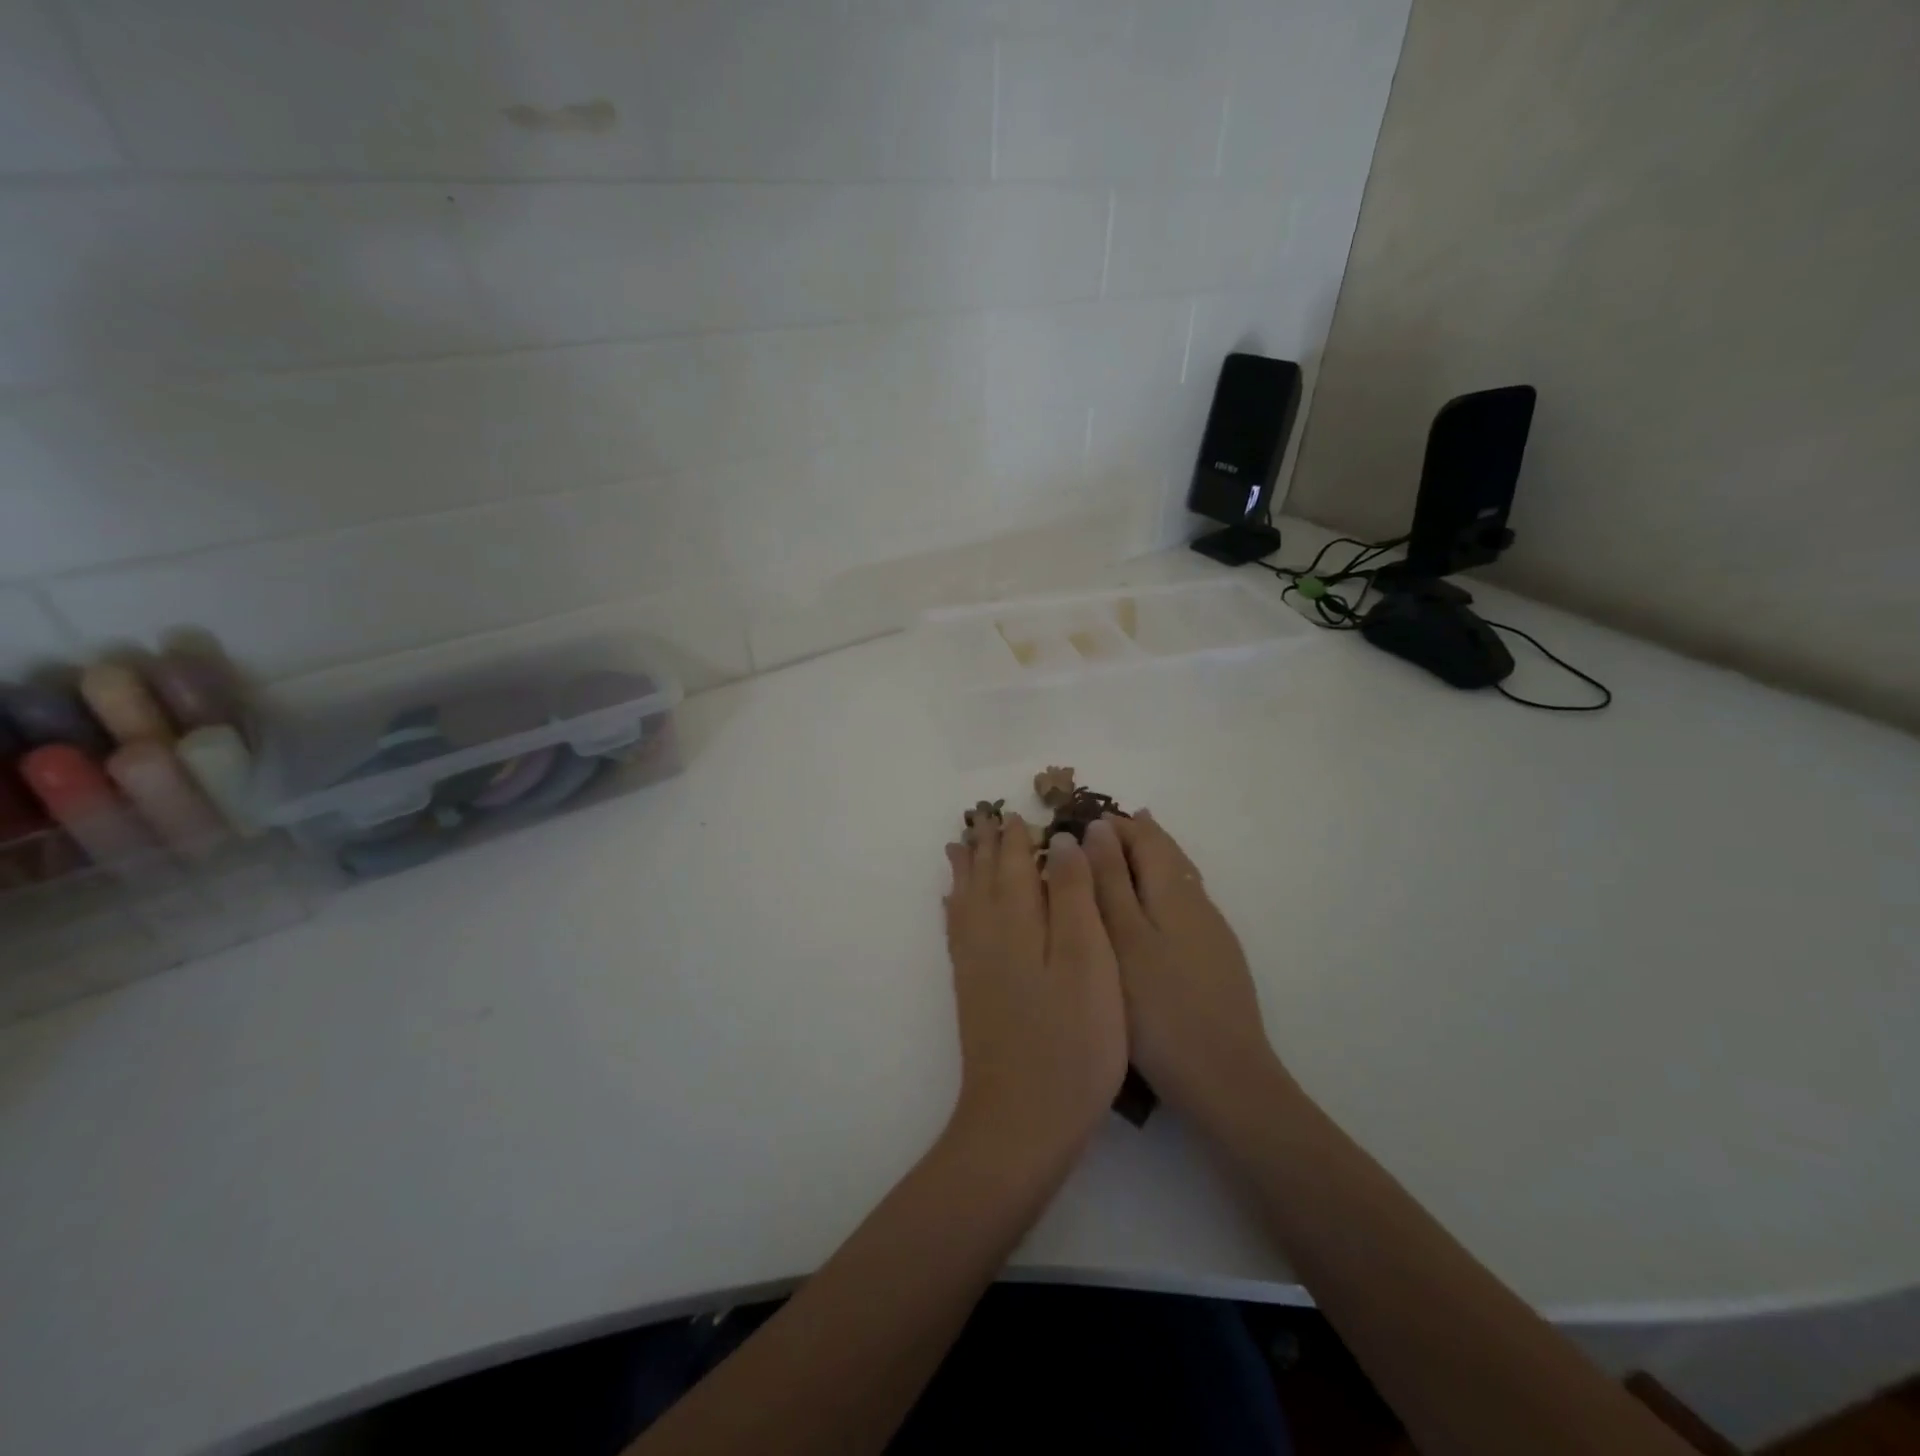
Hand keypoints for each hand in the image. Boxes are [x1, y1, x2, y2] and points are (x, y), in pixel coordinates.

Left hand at [943, 813, 1127, 1161]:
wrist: (1022, 1119)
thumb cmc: (1072, 1040)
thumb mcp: (1089, 961)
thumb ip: (1075, 896)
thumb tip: (1062, 841)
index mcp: (1019, 921)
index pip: (1015, 863)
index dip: (1017, 836)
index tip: (1017, 811)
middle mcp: (988, 934)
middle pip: (984, 876)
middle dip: (986, 845)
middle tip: (983, 817)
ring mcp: (975, 965)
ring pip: (966, 900)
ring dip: (965, 870)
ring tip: (959, 846)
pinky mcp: (971, 991)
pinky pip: (957, 932)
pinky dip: (955, 909)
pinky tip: (954, 907)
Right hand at [1081, 813, 1287, 1131]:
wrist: (1226, 1079)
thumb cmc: (1160, 1007)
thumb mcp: (1123, 939)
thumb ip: (1109, 881)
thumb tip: (1099, 827)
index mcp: (1174, 891)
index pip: (1146, 838)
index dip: (1115, 825)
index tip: (1081, 821)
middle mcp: (1198, 902)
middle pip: (1168, 853)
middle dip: (1135, 837)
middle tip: (1101, 829)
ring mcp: (1212, 933)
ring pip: (1178, 879)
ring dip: (1150, 862)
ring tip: (1121, 857)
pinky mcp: (1217, 960)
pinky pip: (1184, 905)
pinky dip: (1160, 890)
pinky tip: (1150, 911)